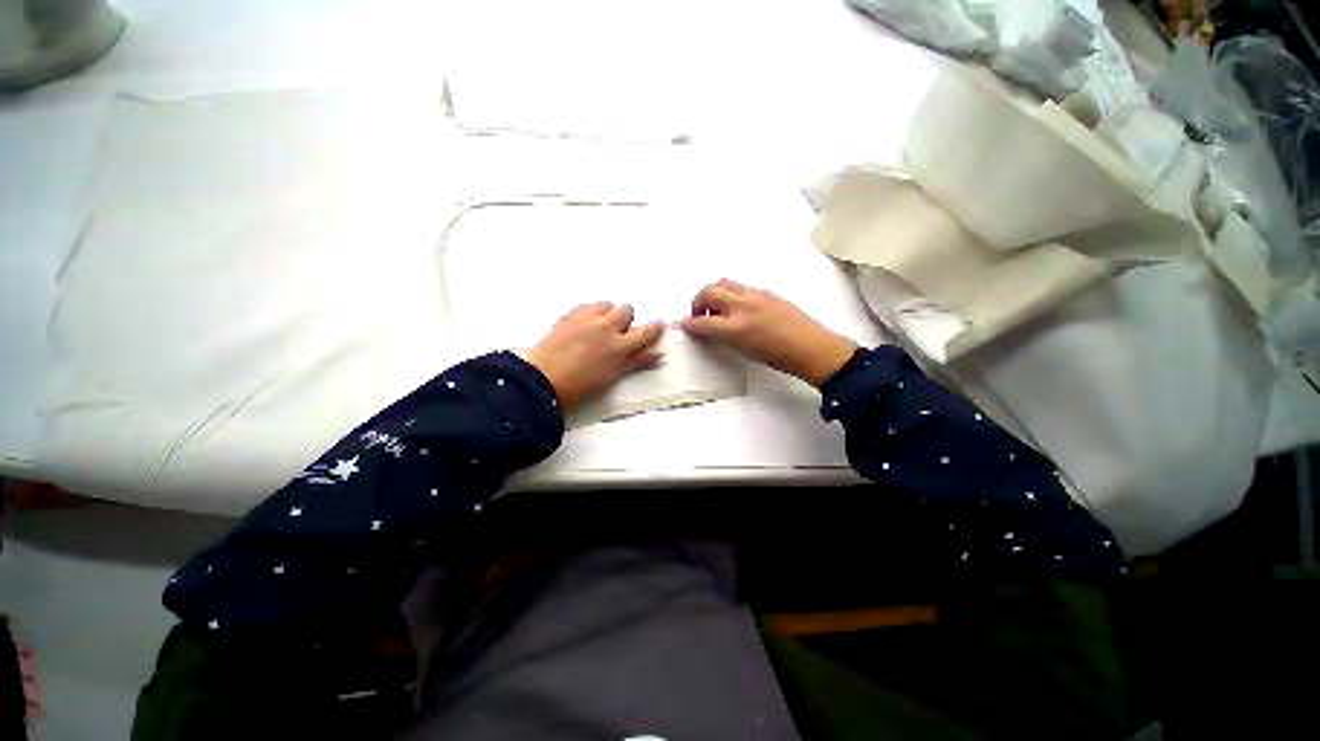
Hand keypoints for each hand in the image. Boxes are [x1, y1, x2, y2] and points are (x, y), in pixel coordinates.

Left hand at [524, 302, 664, 410]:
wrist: (542, 381)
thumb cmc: (581, 387)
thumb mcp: (613, 377)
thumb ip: (636, 362)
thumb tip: (657, 354)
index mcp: (619, 346)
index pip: (647, 330)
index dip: (654, 328)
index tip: (656, 327)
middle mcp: (606, 327)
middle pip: (626, 309)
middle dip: (626, 319)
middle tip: (618, 334)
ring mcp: (586, 318)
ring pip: (606, 303)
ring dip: (607, 313)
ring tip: (599, 327)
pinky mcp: (568, 315)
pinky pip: (586, 305)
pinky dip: (589, 312)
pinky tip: (583, 326)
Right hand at [681, 279, 856, 386]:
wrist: (811, 348)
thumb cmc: (777, 357)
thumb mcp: (744, 350)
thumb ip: (722, 336)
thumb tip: (708, 327)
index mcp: (736, 327)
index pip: (702, 321)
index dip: (689, 323)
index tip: (685, 324)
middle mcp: (742, 306)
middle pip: (709, 292)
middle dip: (697, 302)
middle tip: (700, 315)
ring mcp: (755, 294)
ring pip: (723, 282)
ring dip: (714, 293)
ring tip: (718, 309)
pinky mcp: (766, 291)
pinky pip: (740, 286)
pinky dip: (730, 293)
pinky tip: (738, 308)